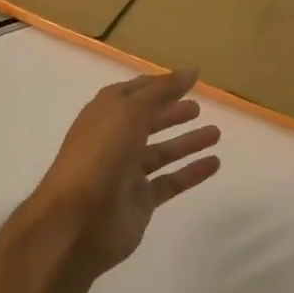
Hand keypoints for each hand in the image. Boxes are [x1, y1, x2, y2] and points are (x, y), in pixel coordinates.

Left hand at [28, 68, 221, 282]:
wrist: (77, 221)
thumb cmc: (100, 156)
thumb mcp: (129, 112)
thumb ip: (162, 91)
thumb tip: (192, 71)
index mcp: (104, 115)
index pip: (133, 93)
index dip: (158, 85)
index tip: (188, 80)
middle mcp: (114, 141)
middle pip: (147, 122)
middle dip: (171, 113)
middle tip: (199, 108)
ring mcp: (126, 173)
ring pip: (161, 152)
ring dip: (187, 142)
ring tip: (216, 134)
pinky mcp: (140, 201)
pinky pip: (171, 182)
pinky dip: (192, 173)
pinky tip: (215, 164)